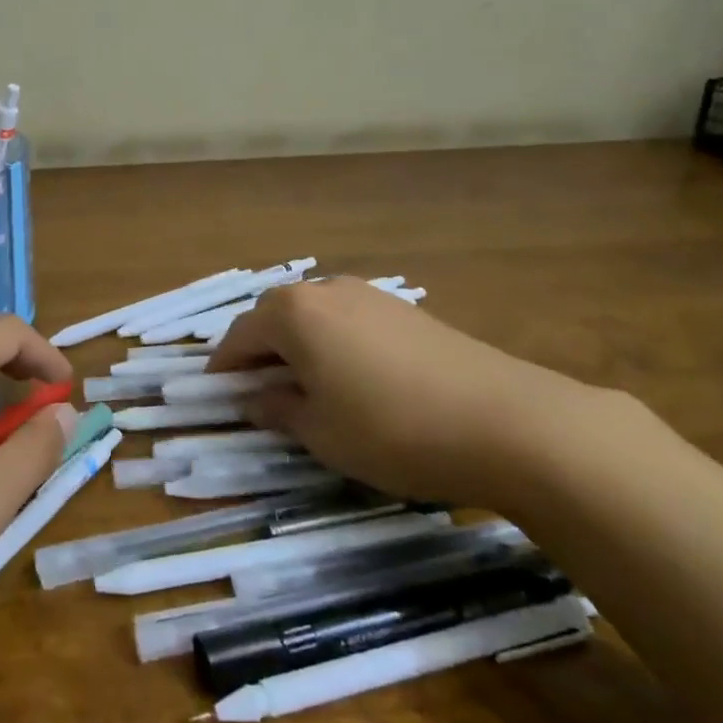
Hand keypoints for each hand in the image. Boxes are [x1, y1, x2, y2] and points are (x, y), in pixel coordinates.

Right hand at [210, 277, 598, 511]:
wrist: (507, 421)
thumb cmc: (391, 429)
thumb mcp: (320, 432)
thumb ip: (277, 409)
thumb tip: (254, 398)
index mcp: (293, 313)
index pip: (240, 335)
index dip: (224, 366)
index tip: (215, 393)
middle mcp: (326, 290)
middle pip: (275, 317)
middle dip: (259, 351)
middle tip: (256, 390)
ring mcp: (370, 296)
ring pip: (315, 316)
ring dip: (298, 345)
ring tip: (304, 386)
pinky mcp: (406, 311)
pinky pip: (350, 322)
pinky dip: (334, 344)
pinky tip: (353, 379)